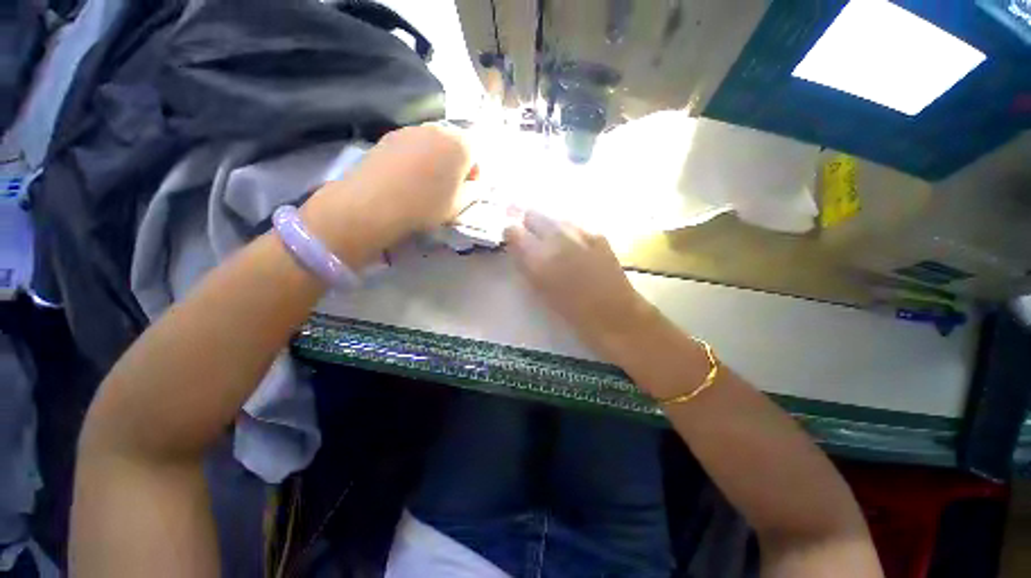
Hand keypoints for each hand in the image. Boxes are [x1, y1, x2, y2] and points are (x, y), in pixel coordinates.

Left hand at [350, 123, 475, 231]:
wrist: (373, 204)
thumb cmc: (426, 206)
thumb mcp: (460, 205)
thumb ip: (475, 190)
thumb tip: (474, 182)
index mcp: (460, 144)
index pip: (477, 153)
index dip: (473, 174)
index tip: (464, 190)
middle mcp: (437, 129)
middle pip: (454, 145)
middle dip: (455, 164)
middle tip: (446, 187)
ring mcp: (411, 129)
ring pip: (432, 144)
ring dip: (435, 160)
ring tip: (423, 184)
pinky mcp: (389, 136)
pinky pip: (412, 146)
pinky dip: (415, 159)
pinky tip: (405, 178)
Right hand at [504, 211, 657, 356]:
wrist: (615, 315)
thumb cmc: (572, 312)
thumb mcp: (540, 291)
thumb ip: (526, 266)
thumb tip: (518, 248)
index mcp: (538, 258)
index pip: (513, 231)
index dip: (511, 235)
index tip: (512, 241)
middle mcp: (557, 238)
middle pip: (534, 215)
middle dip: (528, 224)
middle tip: (529, 237)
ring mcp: (580, 233)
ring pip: (554, 217)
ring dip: (548, 226)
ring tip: (551, 241)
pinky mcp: (597, 234)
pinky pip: (574, 224)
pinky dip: (568, 231)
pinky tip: (572, 245)